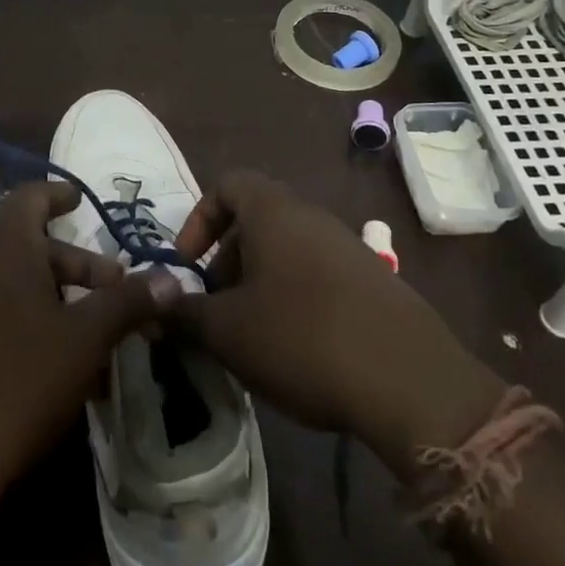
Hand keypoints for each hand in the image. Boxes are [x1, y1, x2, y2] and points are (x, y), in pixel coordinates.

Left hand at [0, 181, 176, 510]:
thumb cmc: (18, 382)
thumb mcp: (85, 339)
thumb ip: (128, 302)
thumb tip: (171, 278)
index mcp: (4, 247)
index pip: (30, 196)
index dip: (58, 193)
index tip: (80, 199)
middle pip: (29, 246)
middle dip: (75, 265)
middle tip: (113, 290)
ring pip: (12, 285)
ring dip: (54, 300)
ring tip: (90, 335)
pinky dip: (25, 325)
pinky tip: (50, 368)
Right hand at [168, 171, 502, 474]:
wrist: (408, 380)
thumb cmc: (301, 337)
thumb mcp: (228, 331)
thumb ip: (184, 313)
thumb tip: (156, 305)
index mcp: (273, 212)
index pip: (227, 185)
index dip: (198, 220)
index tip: (187, 266)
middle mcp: (311, 216)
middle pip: (256, 221)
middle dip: (226, 261)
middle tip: (214, 309)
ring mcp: (347, 246)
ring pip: (286, 251)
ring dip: (258, 283)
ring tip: (249, 335)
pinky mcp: (372, 281)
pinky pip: (317, 275)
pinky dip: (293, 298)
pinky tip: (293, 348)